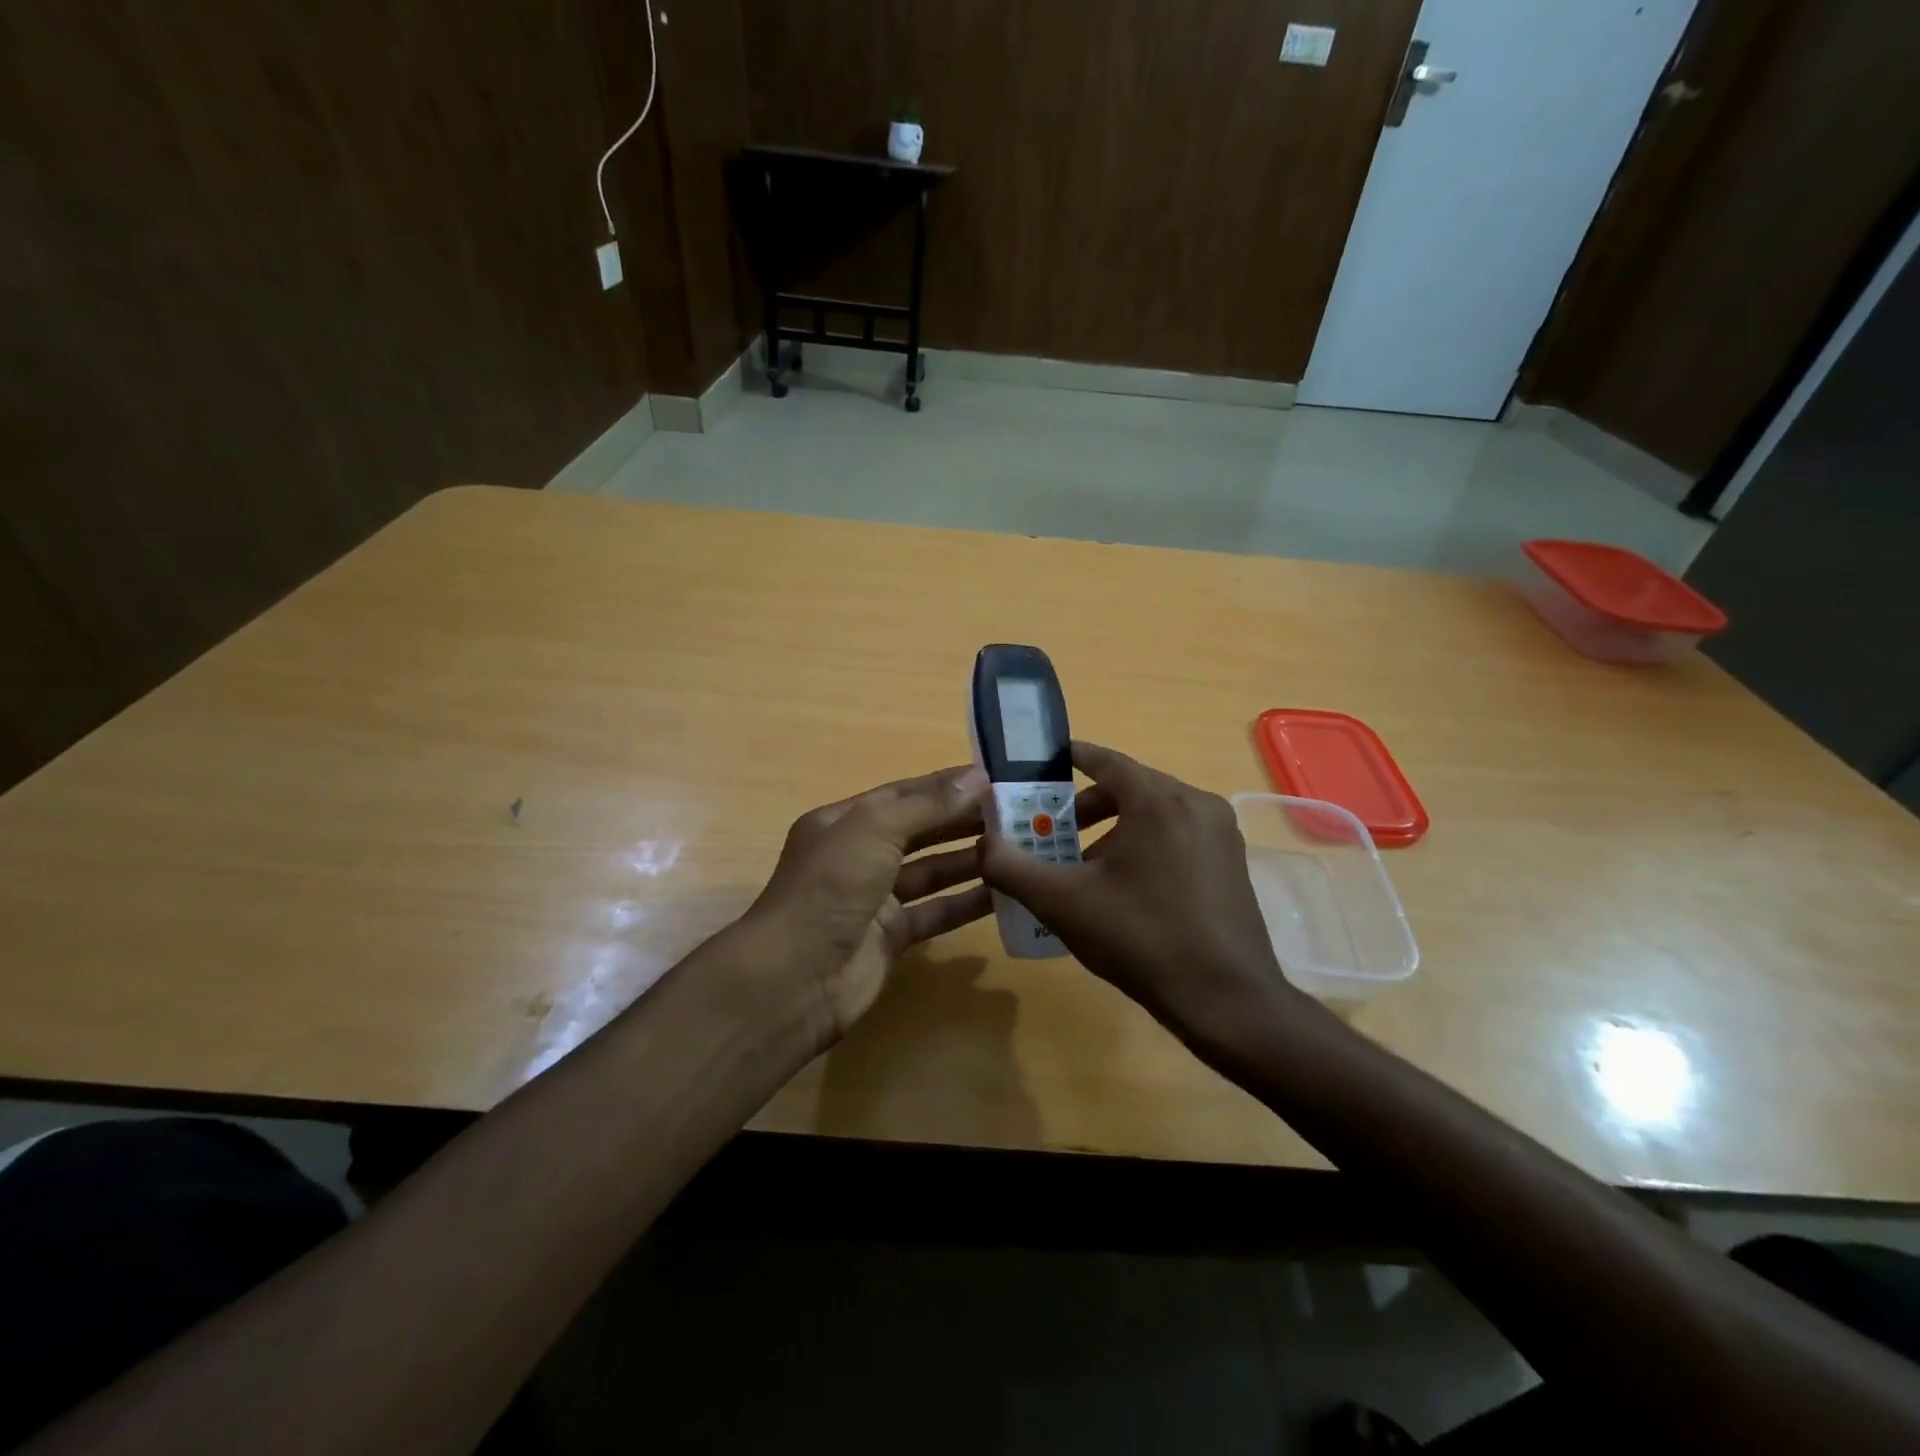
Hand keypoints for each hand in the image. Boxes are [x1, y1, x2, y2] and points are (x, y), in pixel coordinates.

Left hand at [746, 765, 992, 1039]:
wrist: (796, 978)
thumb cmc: (830, 887)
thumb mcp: (875, 831)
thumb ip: (928, 806)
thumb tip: (978, 777)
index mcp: (844, 822)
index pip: (903, 794)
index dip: (945, 785)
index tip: (993, 778)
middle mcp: (859, 856)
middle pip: (920, 831)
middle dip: (962, 820)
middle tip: (1016, 812)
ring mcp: (875, 899)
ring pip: (931, 872)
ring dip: (969, 860)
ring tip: (1019, 848)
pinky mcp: (892, 937)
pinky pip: (936, 912)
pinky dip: (966, 903)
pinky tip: (1004, 893)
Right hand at [980, 742, 1298, 1050]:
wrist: (1226, 1000)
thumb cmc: (1140, 938)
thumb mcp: (1063, 903)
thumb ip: (1013, 868)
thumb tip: (983, 846)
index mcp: (1158, 799)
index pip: (1106, 760)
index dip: (1071, 757)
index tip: (1044, 763)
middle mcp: (1195, 803)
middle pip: (1131, 787)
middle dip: (1087, 805)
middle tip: (1053, 831)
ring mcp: (1220, 833)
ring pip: (1155, 813)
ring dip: (1116, 829)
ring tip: (1084, 866)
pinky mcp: (1231, 862)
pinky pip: (1178, 835)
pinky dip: (1146, 844)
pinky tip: (1125, 887)